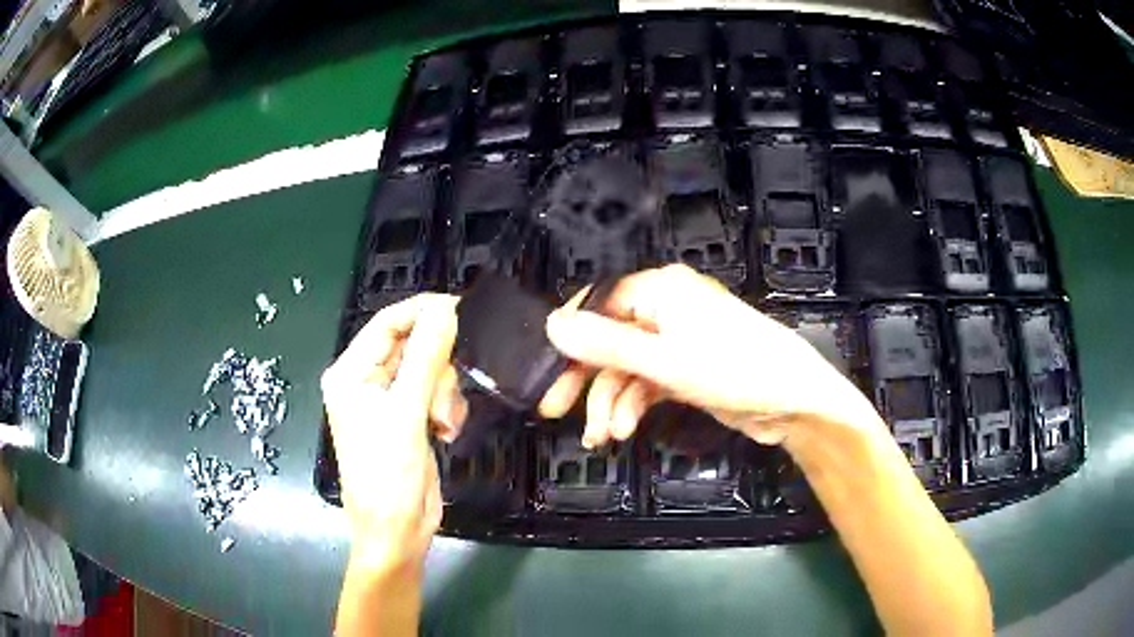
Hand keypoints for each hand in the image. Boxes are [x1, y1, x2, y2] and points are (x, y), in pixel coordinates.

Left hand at [321, 294, 465, 570]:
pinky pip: (436, 394)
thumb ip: (426, 359)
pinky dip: (446, 409)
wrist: (397, 533)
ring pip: (430, 370)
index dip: (423, 311)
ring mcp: (390, 401)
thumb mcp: (406, 414)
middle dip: (436, 369)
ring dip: (444, 394)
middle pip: (412, 346)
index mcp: (350, 373)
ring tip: (442, 423)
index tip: (462, 309)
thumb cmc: (387, 476)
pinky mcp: (410, 418)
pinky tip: (446, 432)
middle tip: (443, 396)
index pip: (387, 323)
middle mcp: (367, 381)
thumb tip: (445, 310)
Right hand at [543, 264, 882, 449]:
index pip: (597, 303)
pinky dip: (630, 406)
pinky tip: (621, 429)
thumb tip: (552, 324)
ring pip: (624, 367)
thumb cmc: (734, 369)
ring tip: (602, 435)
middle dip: (583, 377)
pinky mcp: (683, 369)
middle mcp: (663, 309)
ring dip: (609, 401)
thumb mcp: (663, 360)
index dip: (569, 337)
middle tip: (553, 409)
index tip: (545, 369)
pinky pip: (644, 383)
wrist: (792, 402)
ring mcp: (674, 341)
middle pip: (607, 339)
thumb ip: (605, 344)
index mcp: (659, 290)